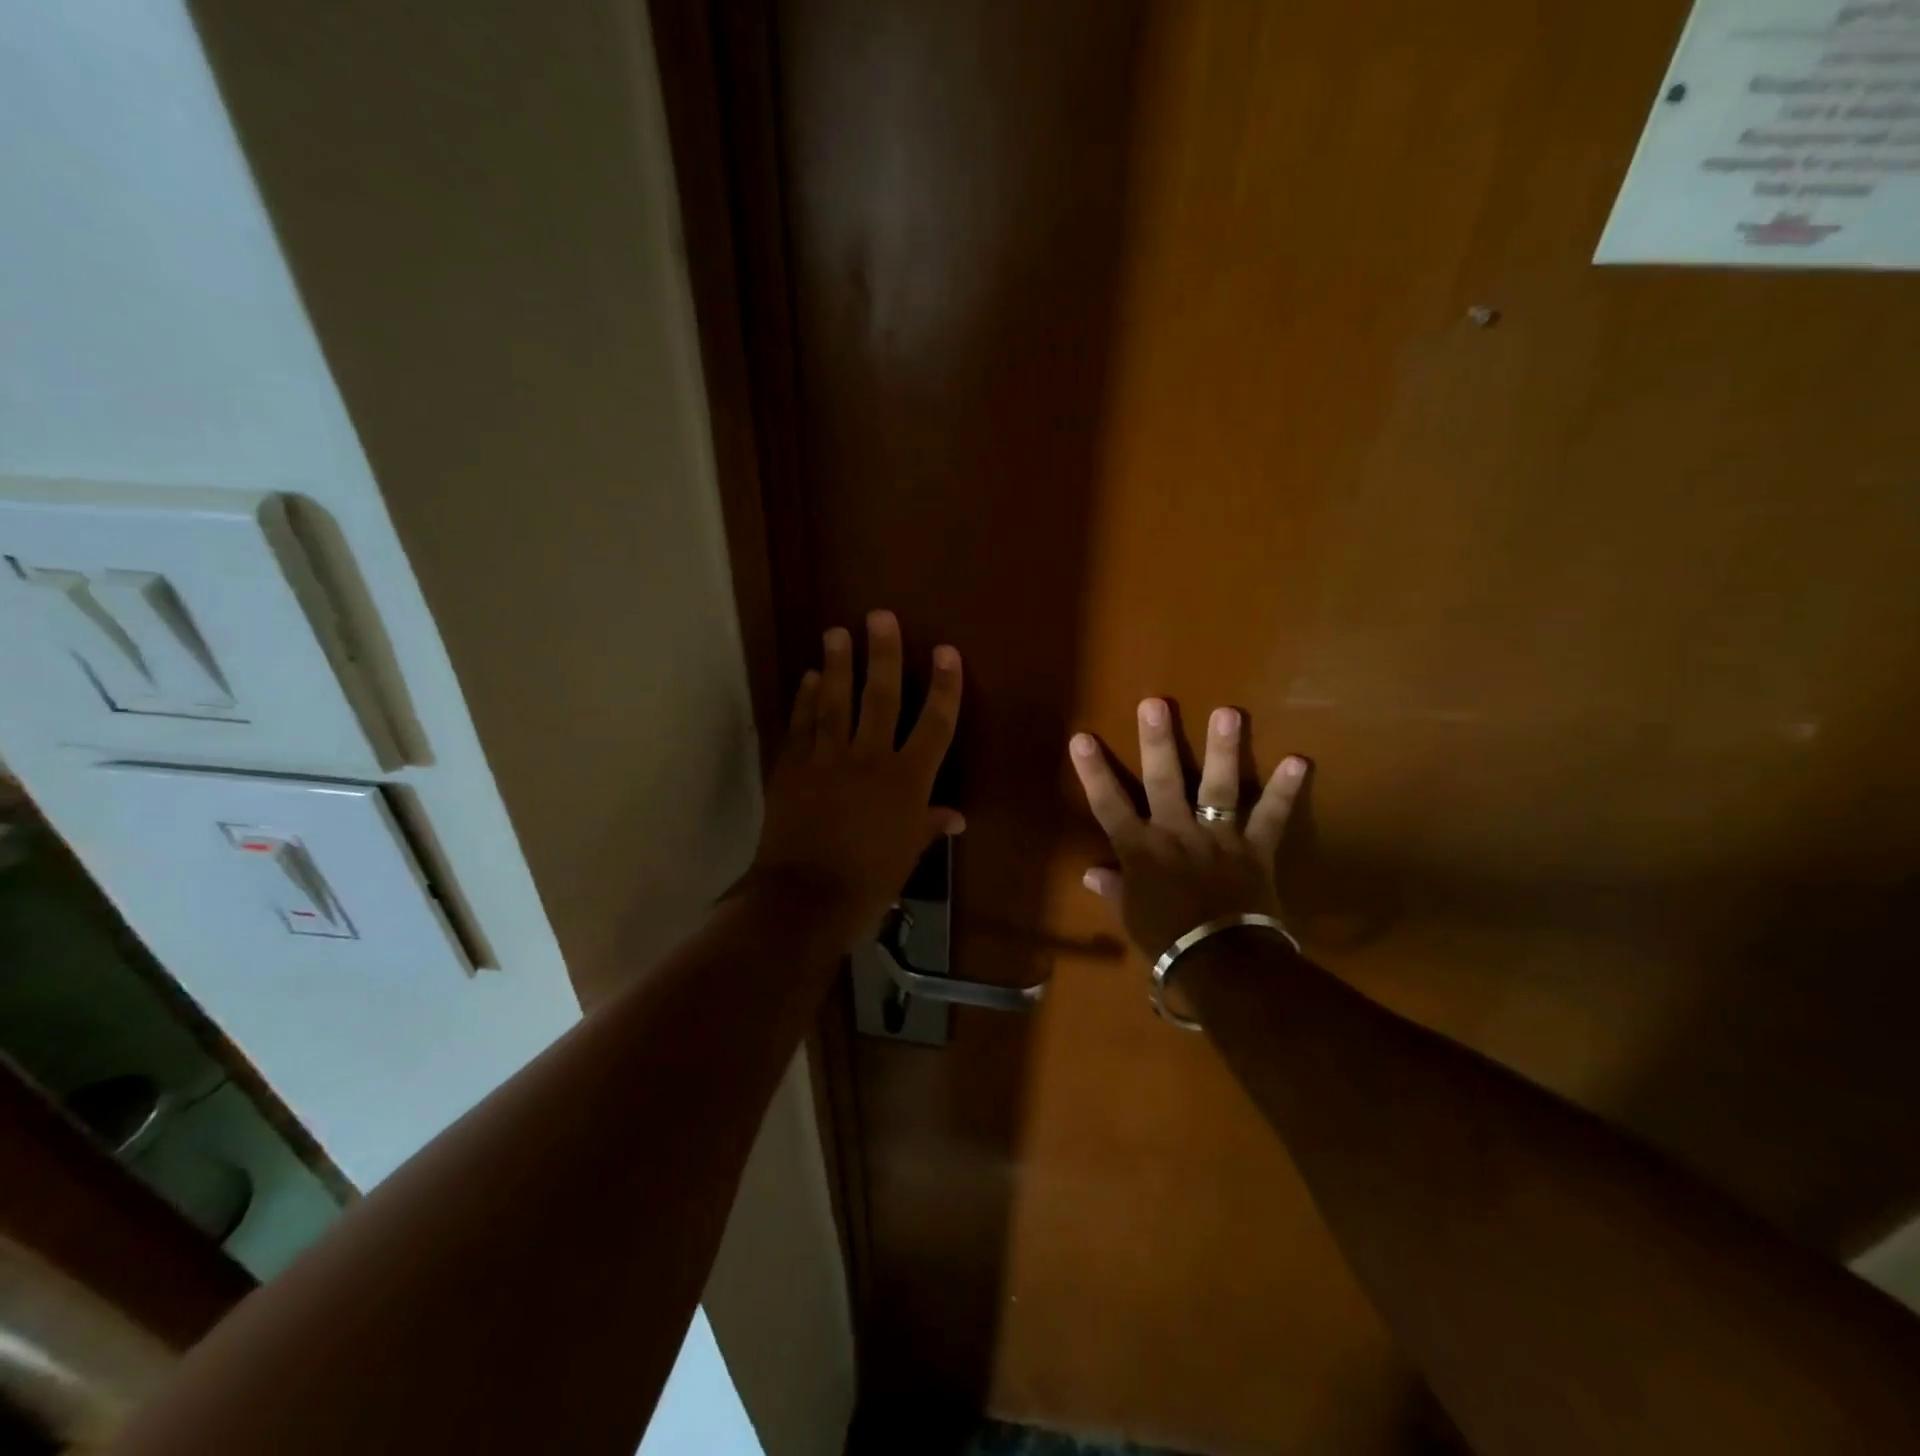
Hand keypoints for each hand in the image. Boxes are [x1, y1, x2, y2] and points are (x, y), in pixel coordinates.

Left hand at [749, 610, 963, 950]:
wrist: (805, 898)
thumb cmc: (869, 881)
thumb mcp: (907, 854)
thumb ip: (929, 826)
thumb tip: (956, 817)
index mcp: (907, 779)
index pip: (934, 723)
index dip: (944, 686)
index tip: (946, 652)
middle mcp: (870, 757)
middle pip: (880, 696)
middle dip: (883, 654)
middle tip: (879, 617)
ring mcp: (827, 758)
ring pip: (834, 700)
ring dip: (837, 664)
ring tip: (837, 632)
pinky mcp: (792, 766)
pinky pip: (801, 724)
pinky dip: (804, 699)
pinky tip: (808, 677)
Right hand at [1069, 699, 1306, 957]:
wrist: (1221, 964)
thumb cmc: (1167, 941)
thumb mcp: (1131, 917)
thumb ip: (1114, 889)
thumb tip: (1091, 874)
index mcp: (1141, 850)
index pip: (1109, 805)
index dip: (1094, 772)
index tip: (1082, 737)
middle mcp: (1176, 833)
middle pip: (1164, 781)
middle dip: (1158, 742)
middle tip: (1156, 703)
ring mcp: (1218, 838)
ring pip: (1219, 788)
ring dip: (1224, 750)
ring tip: (1229, 712)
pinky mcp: (1254, 849)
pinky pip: (1271, 818)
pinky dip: (1285, 792)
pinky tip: (1300, 760)